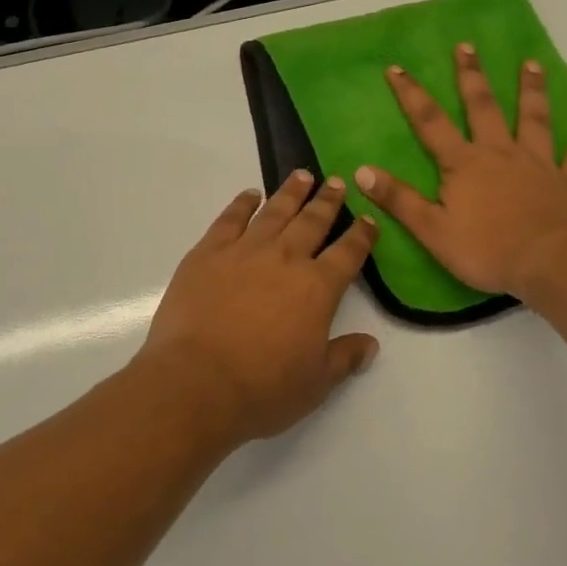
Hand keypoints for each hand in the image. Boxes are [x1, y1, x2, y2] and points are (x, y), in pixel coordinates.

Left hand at [136, 171, 379, 445]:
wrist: (196, 381)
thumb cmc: (262, 389)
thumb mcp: (315, 384)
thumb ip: (344, 358)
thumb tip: (370, 344)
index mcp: (317, 288)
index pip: (347, 254)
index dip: (361, 235)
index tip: (368, 219)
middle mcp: (285, 259)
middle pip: (312, 222)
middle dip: (328, 201)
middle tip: (337, 182)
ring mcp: (244, 250)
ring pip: (274, 212)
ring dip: (291, 193)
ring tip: (302, 176)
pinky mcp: (208, 252)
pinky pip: (230, 218)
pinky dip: (242, 203)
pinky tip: (250, 195)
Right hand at [354, 43, 566, 297]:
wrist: (554, 265)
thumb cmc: (489, 250)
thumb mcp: (432, 230)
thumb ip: (398, 199)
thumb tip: (360, 170)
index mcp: (464, 164)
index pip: (430, 122)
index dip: (411, 95)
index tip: (397, 68)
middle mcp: (500, 153)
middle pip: (483, 107)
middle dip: (472, 76)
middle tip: (467, 46)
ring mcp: (538, 164)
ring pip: (533, 120)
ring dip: (531, 91)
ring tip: (531, 64)